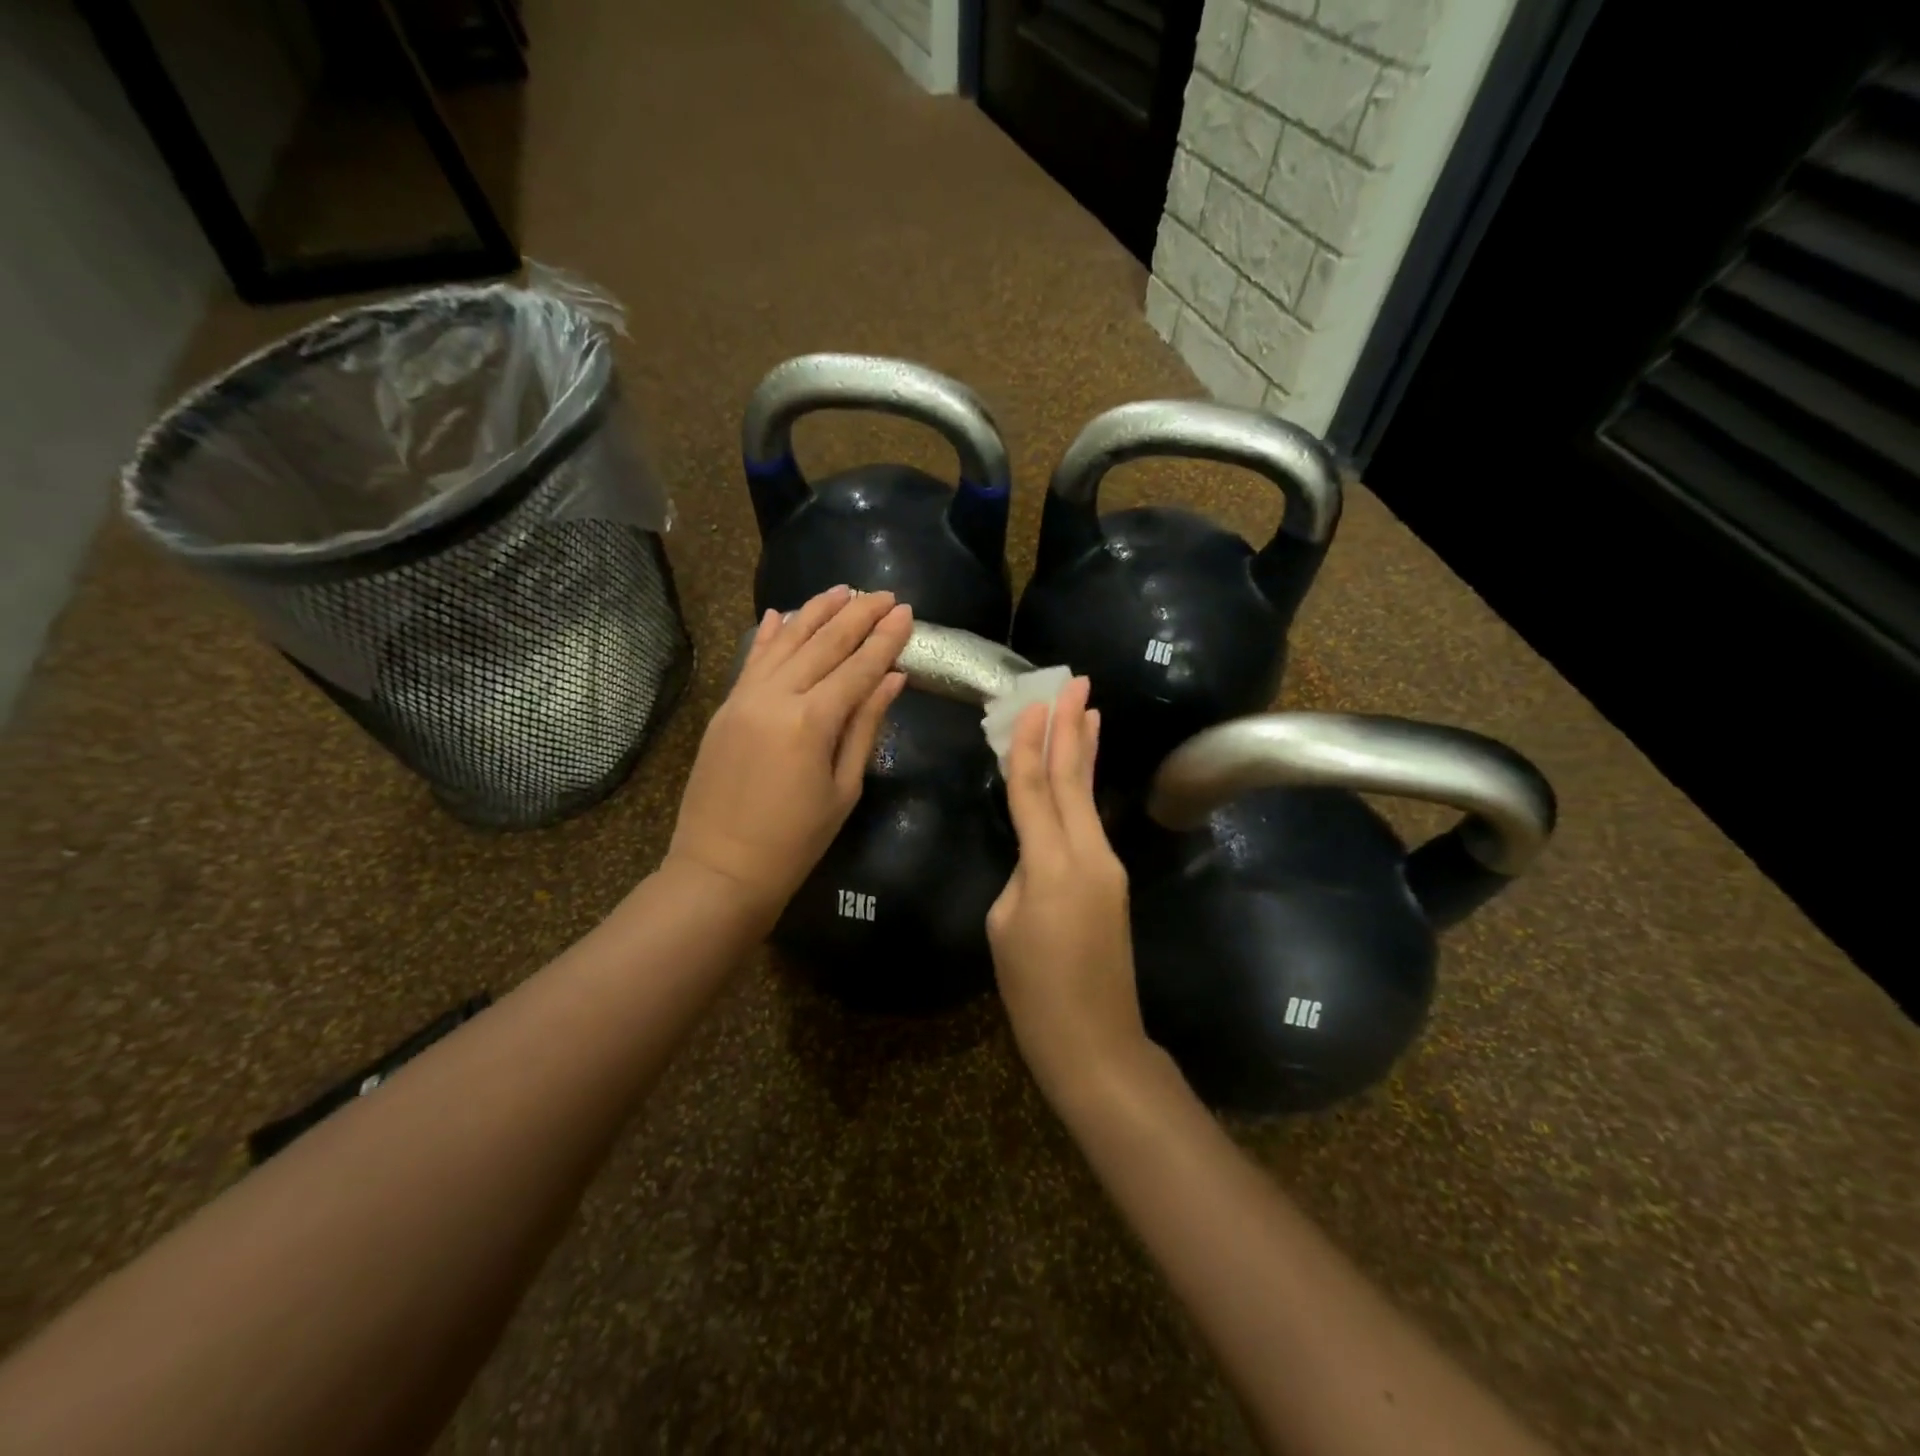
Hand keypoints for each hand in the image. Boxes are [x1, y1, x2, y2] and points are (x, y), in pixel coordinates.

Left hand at [668, 586, 910, 923]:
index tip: (906, 612)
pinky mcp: (726, 707)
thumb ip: (865, 726)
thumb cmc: (796, 840)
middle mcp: (776, 696)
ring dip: (815, 612)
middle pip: (823, 644)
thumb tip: (891, 678)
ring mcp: (744, 698)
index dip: (885, 639)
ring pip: (785, 642)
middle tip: (883, 594)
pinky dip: (769, 635)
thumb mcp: (844, 787)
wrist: (721, 868)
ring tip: (842, 590)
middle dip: (857, 615)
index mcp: (811, 721)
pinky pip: (752, 660)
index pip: (858, 667)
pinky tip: (782, 613)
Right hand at [987, 676, 1152, 1106]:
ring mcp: (1107, 867)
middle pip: (1073, 779)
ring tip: (1088, 709)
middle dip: (1072, 728)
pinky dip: (1083, 789)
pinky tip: (1082, 771)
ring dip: (1085, 751)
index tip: (1033, 702)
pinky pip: (1090, 823)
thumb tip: (1035, 855)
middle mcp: (1087, 854)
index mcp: (1050, 865)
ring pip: (1087, 797)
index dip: (1030, 745)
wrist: (1096, 1041)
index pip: (1035, 789)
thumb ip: (1021, 874)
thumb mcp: (1004, 926)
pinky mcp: (1113, 881)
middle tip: (1076, 682)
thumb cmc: (1034, 992)